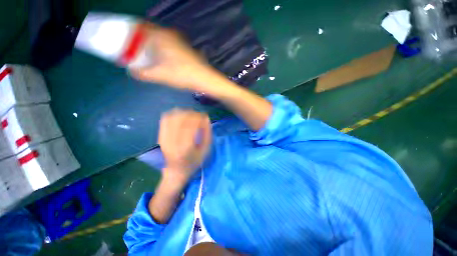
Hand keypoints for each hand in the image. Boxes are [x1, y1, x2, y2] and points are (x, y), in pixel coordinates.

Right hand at [130, 23, 217, 91]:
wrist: (204, 78)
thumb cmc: (182, 75)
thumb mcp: (159, 75)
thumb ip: (142, 73)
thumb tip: (131, 71)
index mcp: (159, 35)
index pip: (138, 26)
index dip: (129, 33)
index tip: (123, 42)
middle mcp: (169, 33)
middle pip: (148, 33)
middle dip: (139, 41)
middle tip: (134, 52)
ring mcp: (178, 40)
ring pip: (159, 39)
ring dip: (151, 45)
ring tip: (146, 57)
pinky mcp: (184, 47)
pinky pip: (167, 44)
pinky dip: (161, 49)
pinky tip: (162, 60)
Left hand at [159, 108, 211, 184]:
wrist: (175, 171)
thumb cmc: (193, 163)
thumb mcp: (205, 151)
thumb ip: (207, 135)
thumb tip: (206, 119)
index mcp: (184, 149)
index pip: (191, 126)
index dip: (199, 118)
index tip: (205, 117)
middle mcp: (172, 142)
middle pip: (181, 120)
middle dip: (192, 114)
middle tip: (199, 116)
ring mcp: (163, 138)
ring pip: (172, 117)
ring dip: (184, 113)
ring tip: (191, 115)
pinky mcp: (160, 135)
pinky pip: (165, 119)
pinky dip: (174, 114)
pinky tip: (181, 116)